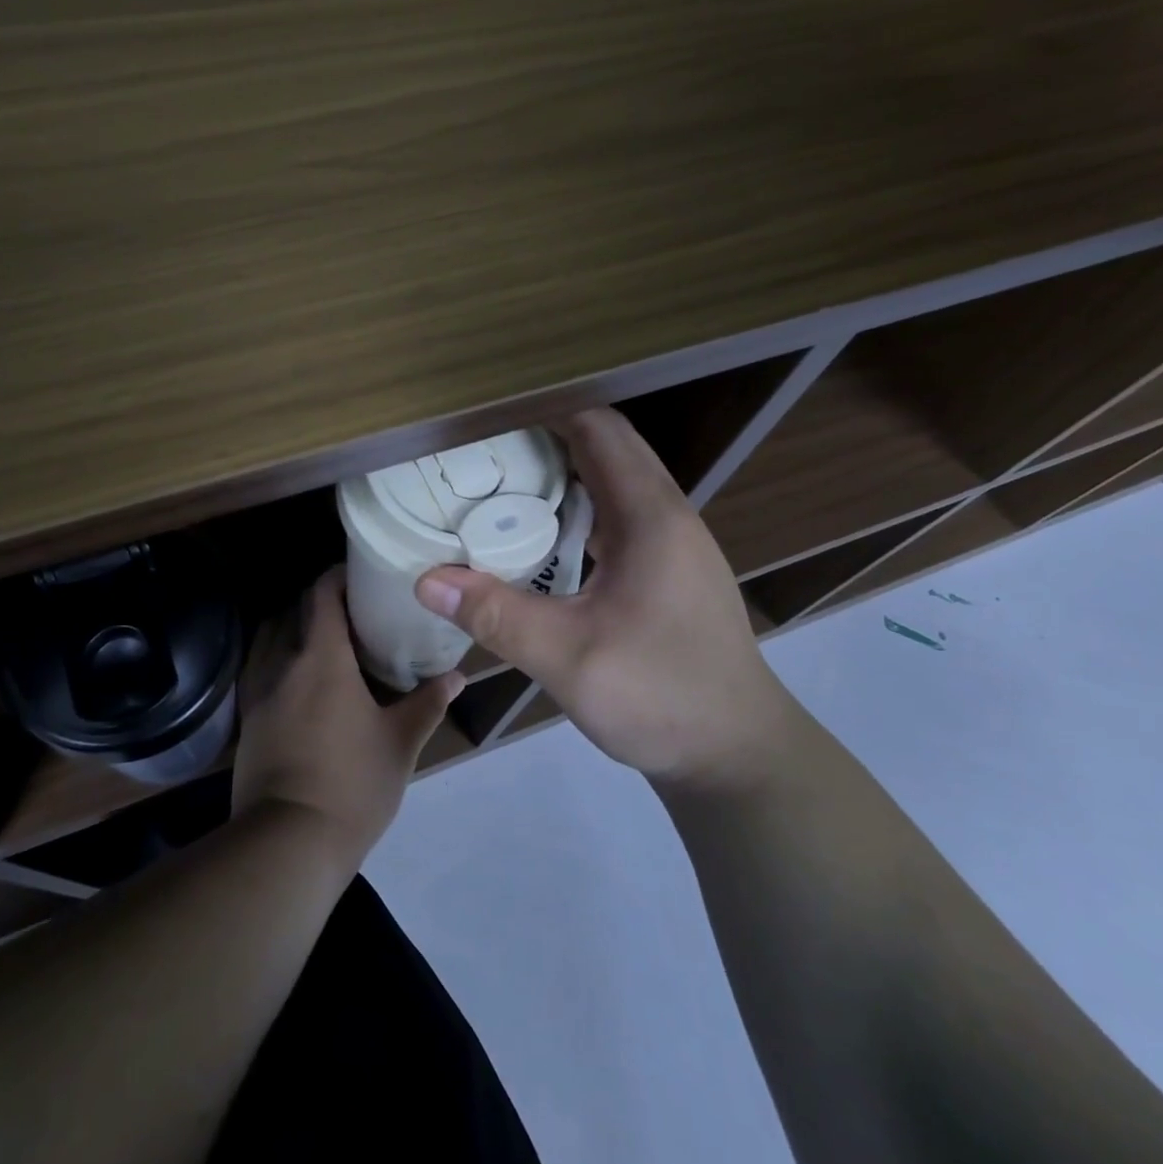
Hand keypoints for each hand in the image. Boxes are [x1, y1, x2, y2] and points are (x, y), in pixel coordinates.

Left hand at [232, 567, 462, 868]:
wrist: (288, 842)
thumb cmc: (352, 784)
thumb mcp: (401, 742)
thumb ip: (428, 703)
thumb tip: (458, 676)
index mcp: (322, 658)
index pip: (321, 595)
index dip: (338, 577)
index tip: (360, 575)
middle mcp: (283, 664)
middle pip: (293, 612)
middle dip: (319, 603)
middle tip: (352, 611)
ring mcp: (258, 693)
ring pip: (270, 640)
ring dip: (293, 629)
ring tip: (325, 642)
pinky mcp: (247, 720)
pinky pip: (260, 670)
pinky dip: (278, 660)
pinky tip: (300, 682)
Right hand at [414, 408, 792, 788]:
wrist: (737, 755)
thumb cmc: (662, 697)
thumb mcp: (570, 659)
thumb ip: (497, 615)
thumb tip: (426, 581)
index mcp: (650, 516)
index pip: (598, 428)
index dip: (544, 408)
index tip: (487, 413)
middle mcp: (667, 515)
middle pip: (606, 446)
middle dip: (545, 435)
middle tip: (480, 446)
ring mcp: (672, 544)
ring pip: (612, 481)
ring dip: (561, 472)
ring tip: (498, 480)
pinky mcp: (667, 571)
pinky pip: (616, 516)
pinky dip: (576, 508)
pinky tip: (537, 537)